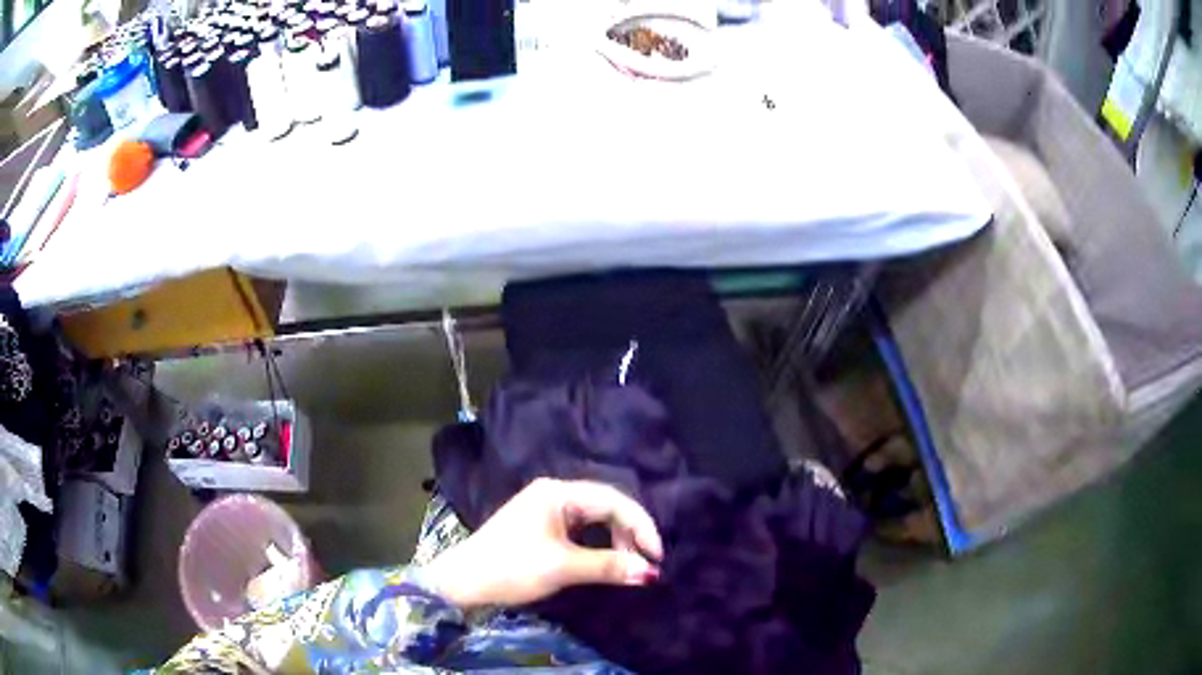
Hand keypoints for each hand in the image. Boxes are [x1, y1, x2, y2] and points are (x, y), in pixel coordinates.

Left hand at [424, 478, 663, 608]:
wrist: (463, 581)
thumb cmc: (511, 568)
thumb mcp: (562, 567)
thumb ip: (608, 566)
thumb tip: (650, 572)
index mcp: (558, 492)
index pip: (614, 500)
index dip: (642, 526)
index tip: (657, 556)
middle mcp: (554, 492)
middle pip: (606, 506)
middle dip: (630, 533)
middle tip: (645, 563)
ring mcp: (546, 507)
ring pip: (595, 517)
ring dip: (616, 540)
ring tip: (627, 565)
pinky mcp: (541, 525)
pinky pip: (581, 528)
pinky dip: (599, 543)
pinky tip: (605, 559)